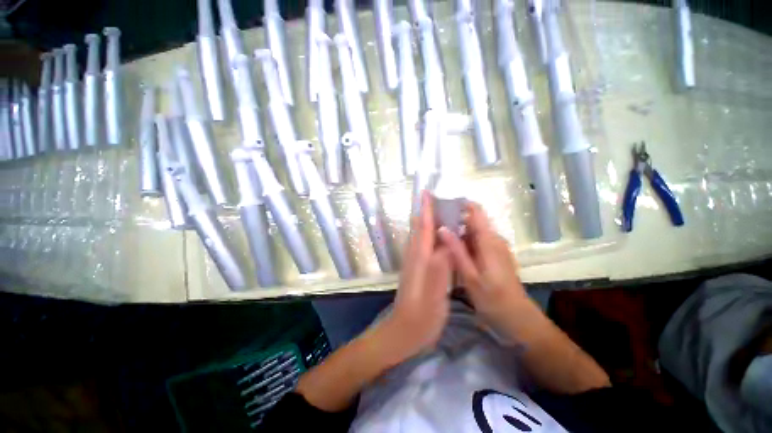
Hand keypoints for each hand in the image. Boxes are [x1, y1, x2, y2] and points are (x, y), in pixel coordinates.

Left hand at [378, 191, 451, 362]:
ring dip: (427, 221)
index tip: (426, 192)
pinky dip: (429, 236)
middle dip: (426, 211)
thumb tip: (447, 240)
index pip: (424, 228)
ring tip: (439, 211)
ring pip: (420, 236)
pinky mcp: (416, 271)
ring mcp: (414, 263)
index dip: (426, 209)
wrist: (403, 333)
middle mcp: (415, 256)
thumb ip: (440, 267)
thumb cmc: (420, 317)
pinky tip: (437, 238)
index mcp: (420, 259)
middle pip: (420, 228)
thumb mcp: (434, 294)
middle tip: (437, 198)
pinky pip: (422, 246)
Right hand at [437, 201, 527, 327]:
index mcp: (489, 240)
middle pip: (473, 220)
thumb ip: (456, 250)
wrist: (517, 318)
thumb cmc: (493, 299)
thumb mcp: (470, 275)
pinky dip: (464, 241)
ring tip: (438, 237)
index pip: (475, 211)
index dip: (459, 204)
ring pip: (474, 231)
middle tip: (433, 226)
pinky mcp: (495, 254)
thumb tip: (442, 228)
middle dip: (454, 219)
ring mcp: (496, 246)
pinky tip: (452, 250)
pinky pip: (477, 241)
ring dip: (457, 231)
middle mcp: (494, 239)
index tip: (441, 206)